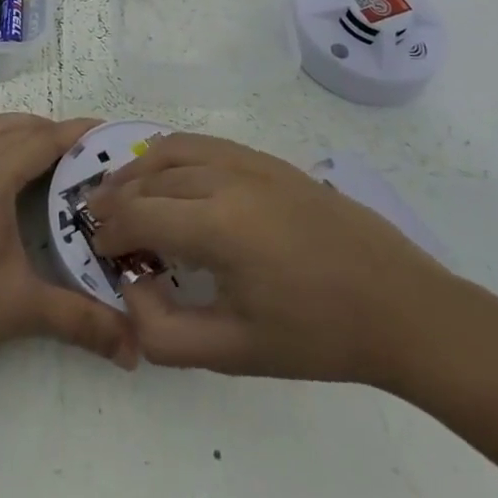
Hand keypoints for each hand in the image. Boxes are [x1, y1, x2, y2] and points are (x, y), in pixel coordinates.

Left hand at [0, 104, 137, 385]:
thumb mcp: (23, 310)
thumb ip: (82, 321)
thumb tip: (136, 348)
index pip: (41, 143)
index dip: (75, 134)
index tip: (105, 130)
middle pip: (13, 131)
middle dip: (50, 132)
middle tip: (83, 151)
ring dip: (12, 125)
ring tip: (40, 137)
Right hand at [87, 134, 458, 390]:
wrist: (400, 306)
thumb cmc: (317, 336)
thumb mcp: (235, 352)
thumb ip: (165, 332)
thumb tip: (130, 293)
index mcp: (218, 225)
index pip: (138, 213)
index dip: (108, 231)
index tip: (97, 250)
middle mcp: (228, 179)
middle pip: (151, 177)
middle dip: (117, 199)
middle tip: (100, 224)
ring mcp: (251, 162)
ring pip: (176, 150)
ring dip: (141, 169)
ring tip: (125, 193)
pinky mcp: (270, 160)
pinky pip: (207, 145)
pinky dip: (175, 154)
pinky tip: (173, 176)